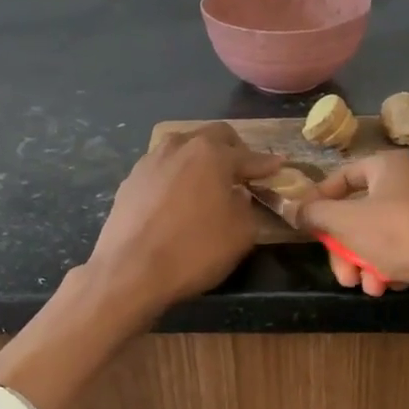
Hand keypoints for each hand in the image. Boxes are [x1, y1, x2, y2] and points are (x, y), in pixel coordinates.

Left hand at [84, 123, 282, 319]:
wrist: (130, 271)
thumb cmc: (194, 250)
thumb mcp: (241, 233)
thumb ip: (246, 206)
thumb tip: (237, 195)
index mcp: (211, 154)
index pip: (248, 156)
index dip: (265, 164)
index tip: (278, 166)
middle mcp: (179, 146)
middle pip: (213, 136)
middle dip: (233, 150)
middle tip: (243, 171)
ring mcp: (150, 161)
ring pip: (183, 147)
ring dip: (201, 158)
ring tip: (209, 181)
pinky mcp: (130, 180)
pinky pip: (163, 169)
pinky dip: (178, 176)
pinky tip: (179, 198)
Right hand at [297, 152, 408, 318]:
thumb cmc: (399, 234)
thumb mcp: (347, 222)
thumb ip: (316, 214)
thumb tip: (294, 208)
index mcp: (387, 167)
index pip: (343, 176)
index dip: (320, 199)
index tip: (305, 224)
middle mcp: (405, 185)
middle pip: (356, 215)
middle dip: (343, 249)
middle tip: (341, 274)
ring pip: (373, 239)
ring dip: (362, 264)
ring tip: (366, 285)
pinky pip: (396, 253)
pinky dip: (385, 269)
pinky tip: (385, 286)